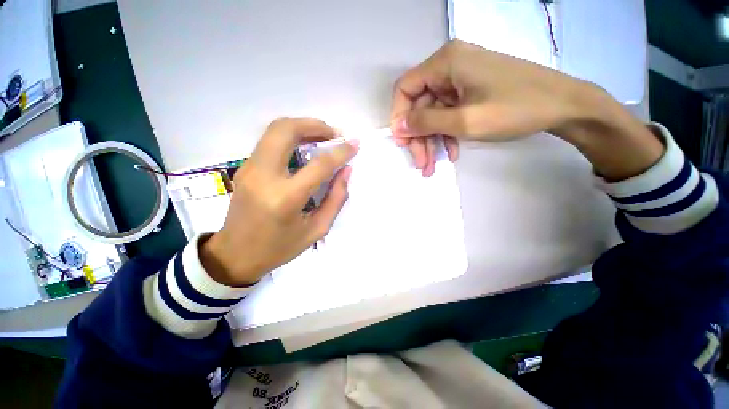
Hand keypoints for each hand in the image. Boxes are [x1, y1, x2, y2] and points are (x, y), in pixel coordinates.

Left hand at [200, 118, 358, 285]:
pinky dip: (291, 136)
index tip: (354, 144)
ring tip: (322, 137)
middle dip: (315, 125)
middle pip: (287, 130)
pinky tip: (304, 147)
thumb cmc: (279, 247)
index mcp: (286, 198)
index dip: (340, 152)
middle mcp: (264, 176)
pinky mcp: (245, 167)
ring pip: (275, 129)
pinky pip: (269, 141)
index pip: (319, 164)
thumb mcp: (317, 230)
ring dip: (302, 127)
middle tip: (334, 134)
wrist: (235, 254)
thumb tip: (346, 170)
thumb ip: (336, 198)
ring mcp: (250, 168)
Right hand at [391, 40, 662, 179]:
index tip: (402, 143)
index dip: (399, 117)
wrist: (564, 106)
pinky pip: (449, 114)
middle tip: (421, 164)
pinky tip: (451, 153)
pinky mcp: (470, 91)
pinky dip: (447, 134)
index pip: (405, 88)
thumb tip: (397, 127)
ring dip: (431, 141)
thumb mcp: (464, 121)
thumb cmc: (515, 109)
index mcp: (445, 62)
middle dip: (419, 137)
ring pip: (433, 113)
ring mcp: (460, 79)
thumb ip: (426, 123)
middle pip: (419, 105)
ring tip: (432, 166)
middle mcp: (449, 66)